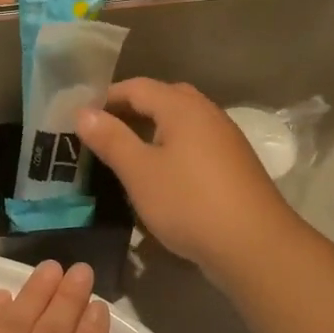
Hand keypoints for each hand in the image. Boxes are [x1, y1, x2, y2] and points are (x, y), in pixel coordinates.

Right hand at [77, 79, 297, 281]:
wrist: (254, 245)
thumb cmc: (188, 202)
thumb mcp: (139, 171)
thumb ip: (111, 139)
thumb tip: (83, 112)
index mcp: (183, 108)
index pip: (136, 87)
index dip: (105, 98)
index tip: (79, 118)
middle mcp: (207, 114)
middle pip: (163, 99)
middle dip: (130, 110)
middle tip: (102, 132)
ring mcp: (225, 140)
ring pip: (181, 122)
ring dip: (151, 130)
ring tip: (125, 153)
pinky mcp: (233, 165)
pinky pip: (194, 144)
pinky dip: (170, 148)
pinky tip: (160, 174)